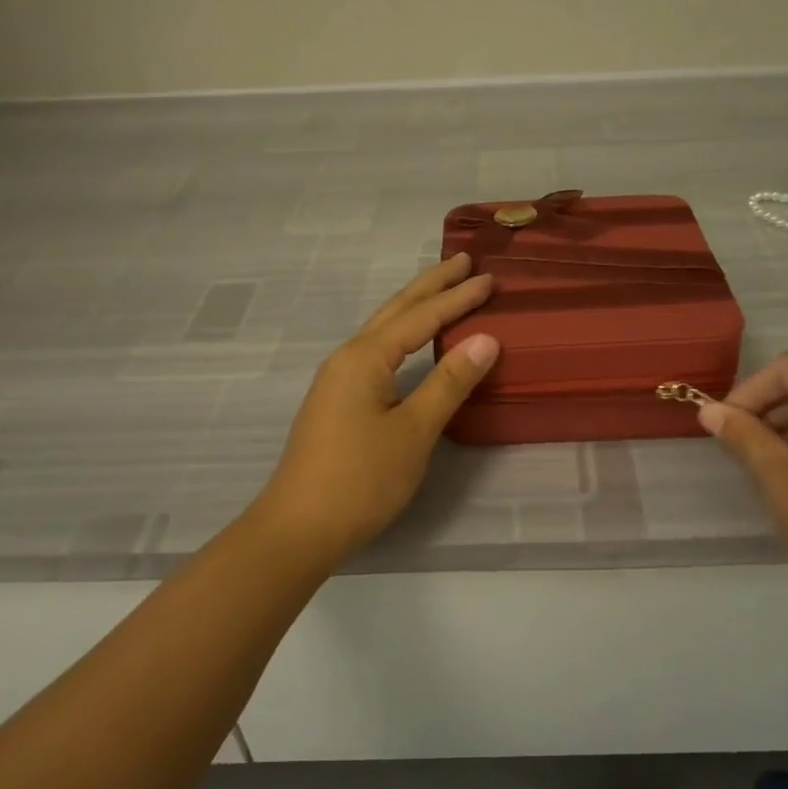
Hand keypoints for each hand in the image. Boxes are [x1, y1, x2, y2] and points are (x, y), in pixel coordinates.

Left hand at [247, 253, 499, 570]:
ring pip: (383, 329)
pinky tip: (410, 341)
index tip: (488, 278)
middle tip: (462, 260)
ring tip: (441, 289)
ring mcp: (338, 380)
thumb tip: (485, 338)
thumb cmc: (361, 479)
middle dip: (430, 285)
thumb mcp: (414, 430)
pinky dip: (402, 334)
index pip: (420, 317)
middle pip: (395, 310)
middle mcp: (347, 358)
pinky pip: (376, 350)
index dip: (457, 298)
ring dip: (414, 306)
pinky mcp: (338, 401)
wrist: (299, 528)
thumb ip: (449, 382)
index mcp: (365, 358)